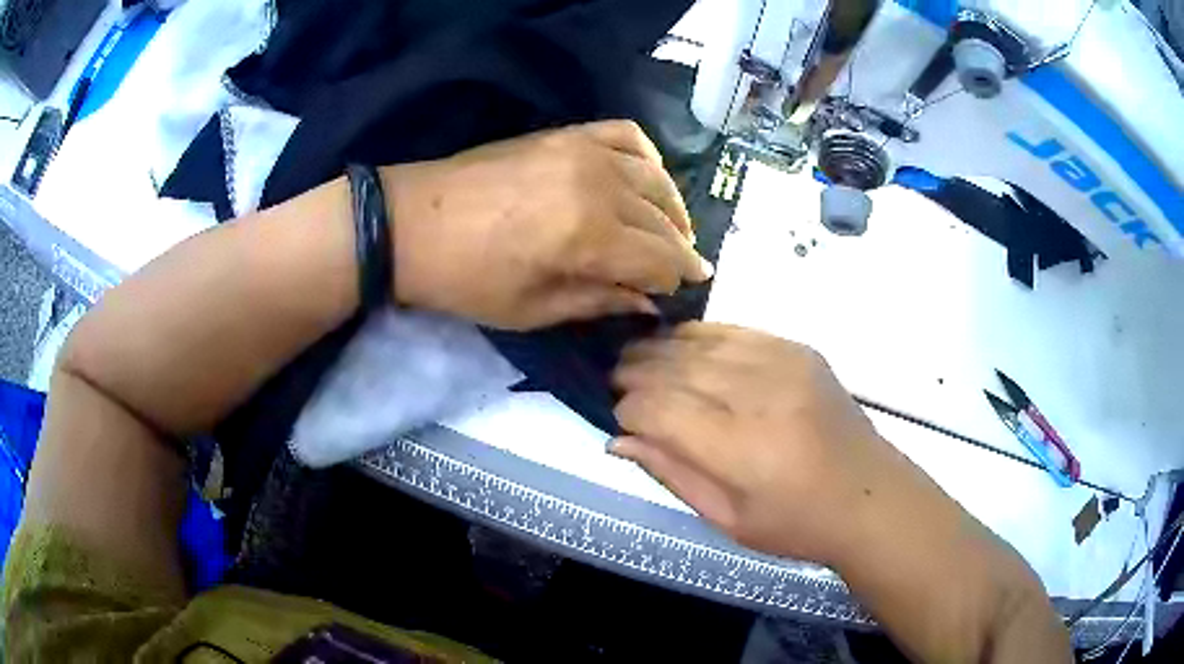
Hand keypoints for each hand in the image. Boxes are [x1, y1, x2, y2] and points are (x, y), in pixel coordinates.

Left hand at [381, 120, 711, 329]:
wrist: (411, 223)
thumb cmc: (466, 280)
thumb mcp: (532, 310)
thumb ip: (599, 301)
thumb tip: (648, 302)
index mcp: (590, 236)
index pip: (661, 260)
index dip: (674, 281)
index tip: (677, 295)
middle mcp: (600, 185)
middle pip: (663, 221)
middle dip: (679, 250)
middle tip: (682, 270)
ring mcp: (584, 152)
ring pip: (656, 178)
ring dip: (673, 208)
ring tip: (672, 231)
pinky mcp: (566, 134)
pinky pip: (627, 135)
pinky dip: (648, 157)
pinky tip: (646, 178)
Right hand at [611, 323, 918, 564]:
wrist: (869, 495)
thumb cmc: (796, 524)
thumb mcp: (727, 519)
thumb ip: (672, 474)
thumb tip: (619, 440)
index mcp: (741, 449)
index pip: (661, 409)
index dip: (629, 409)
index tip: (618, 417)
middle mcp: (760, 395)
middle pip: (676, 367)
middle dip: (637, 371)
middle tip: (617, 379)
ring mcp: (784, 363)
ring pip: (701, 342)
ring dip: (662, 348)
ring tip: (639, 358)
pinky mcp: (799, 349)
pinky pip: (735, 330)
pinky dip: (701, 335)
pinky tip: (683, 344)